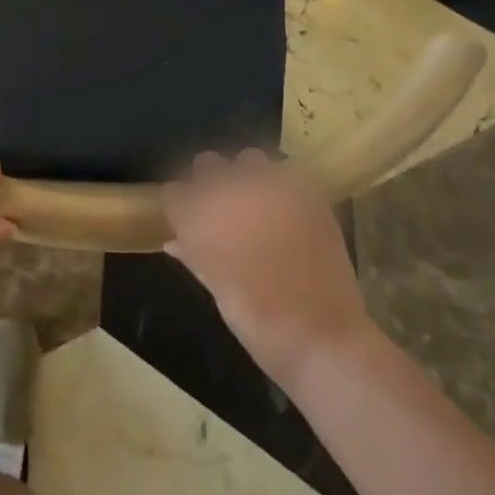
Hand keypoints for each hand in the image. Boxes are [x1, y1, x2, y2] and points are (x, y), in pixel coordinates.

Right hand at [162, 149, 376, 389]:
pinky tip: (288, 209)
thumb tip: (175, 241)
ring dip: (248, 175)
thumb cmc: (256, 320)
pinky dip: (283, 186)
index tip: (186, 217)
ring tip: (257, 201)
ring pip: (249, 159)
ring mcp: (270, 187)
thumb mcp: (216, 288)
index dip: (180, 204)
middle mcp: (229, 192)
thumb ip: (193, 255)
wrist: (319, 334)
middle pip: (207, 164)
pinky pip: (288, 174)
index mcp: (199, 217)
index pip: (174, 192)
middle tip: (222, 207)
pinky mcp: (307, 192)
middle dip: (210, 181)